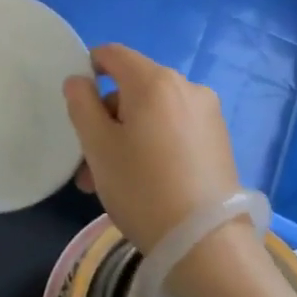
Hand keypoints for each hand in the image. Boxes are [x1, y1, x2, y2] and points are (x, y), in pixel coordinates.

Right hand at [63, 44, 241, 254]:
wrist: (206, 243)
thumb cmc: (142, 187)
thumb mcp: (97, 146)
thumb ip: (81, 104)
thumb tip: (78, 80)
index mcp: (154, 81)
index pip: (112, 54)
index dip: (88, 68)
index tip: (77, 104)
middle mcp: (186, 87)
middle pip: (132, 88)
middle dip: (105, 118)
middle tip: (88, 162)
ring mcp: (207, 114)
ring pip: (152, 113)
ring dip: (126, 136)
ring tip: (111, 182)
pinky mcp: (219, 140)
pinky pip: (174, 129)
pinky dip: (153, 144)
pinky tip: (145, 182)